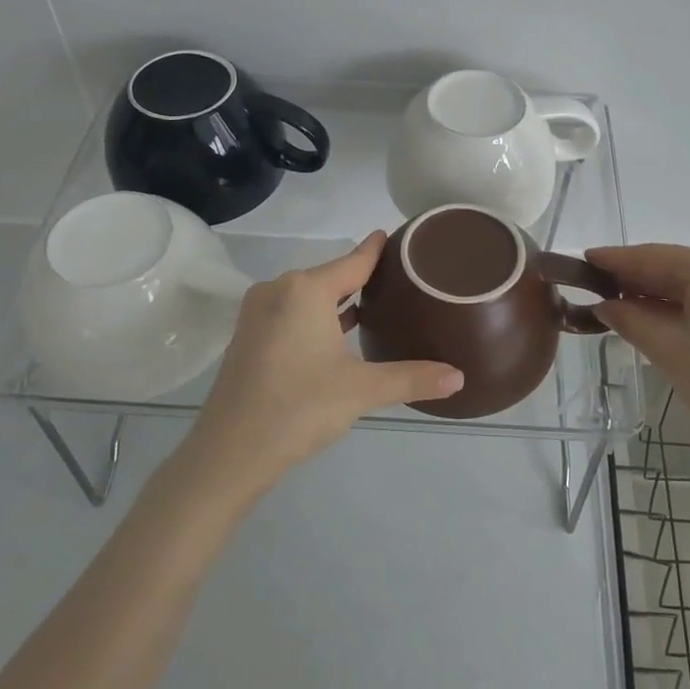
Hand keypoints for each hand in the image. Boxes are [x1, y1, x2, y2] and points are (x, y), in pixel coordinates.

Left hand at [186, 233, 463, 491]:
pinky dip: (318, 317)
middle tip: (403, 280)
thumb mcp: (361, 390)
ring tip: (379, 304)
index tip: (399, 236)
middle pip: (331, 276)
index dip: (378, 250)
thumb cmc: (299, 408)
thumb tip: (459, 377)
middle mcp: (279, 290)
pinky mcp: (249, 336)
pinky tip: (340, 332)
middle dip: (364, 278)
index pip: (354, 261)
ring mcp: (259, 313)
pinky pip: (292, 313)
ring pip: (310, 296)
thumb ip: (411, 378)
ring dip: (339, 300)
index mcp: (305, 289)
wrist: (229, 452)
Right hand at [588, 245, 689, 454]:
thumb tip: (604, 306)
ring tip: (622, 302)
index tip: (584, 259)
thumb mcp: (668, 351)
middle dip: (638, 278)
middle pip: (677, 265)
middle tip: (598, 287)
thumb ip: (630, 319)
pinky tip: (661, 312)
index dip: (616, 260)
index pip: (654, 257)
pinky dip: (688, 301)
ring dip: (662, 291)